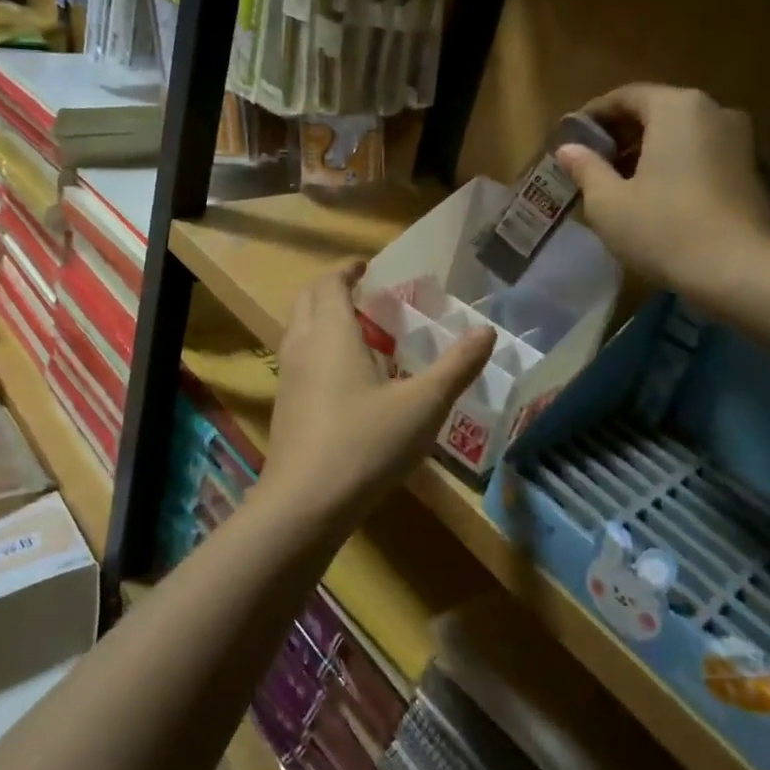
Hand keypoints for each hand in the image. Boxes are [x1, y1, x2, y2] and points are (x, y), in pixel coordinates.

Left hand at [265, 262, 493, 527]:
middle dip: (333, 289)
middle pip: (308, 299)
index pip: (330, 282)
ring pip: (298, 329)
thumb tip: (486, 331)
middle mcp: (301, 345)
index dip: (347, 269)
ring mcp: (287, 376)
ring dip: (323, 318)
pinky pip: (298, 358)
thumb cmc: (365, 443)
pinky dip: (317, 348)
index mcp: (331, 332)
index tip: (367, 266)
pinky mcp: (283, 406)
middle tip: (365, 295)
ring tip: (359, 333)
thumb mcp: (423, 404)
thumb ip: (456, 366)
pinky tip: (345, 379)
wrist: (304, 504)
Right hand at [554, 84, 769, 309]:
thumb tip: (568, 149)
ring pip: (679, 134)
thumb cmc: (664, 229)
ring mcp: (738, 140)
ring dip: (646, 151)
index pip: (625, 96)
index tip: (570, 139)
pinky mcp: (750, 170)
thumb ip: (586, 168)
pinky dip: (673, 164)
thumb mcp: (608, 202)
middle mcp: (713, 111)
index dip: (592, 116)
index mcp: (676, 107)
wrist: (740, 273)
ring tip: (617, 183)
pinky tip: (653, 196)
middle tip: (590, 162)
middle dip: (620, 134)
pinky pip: (700, 154)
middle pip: (655, 111)